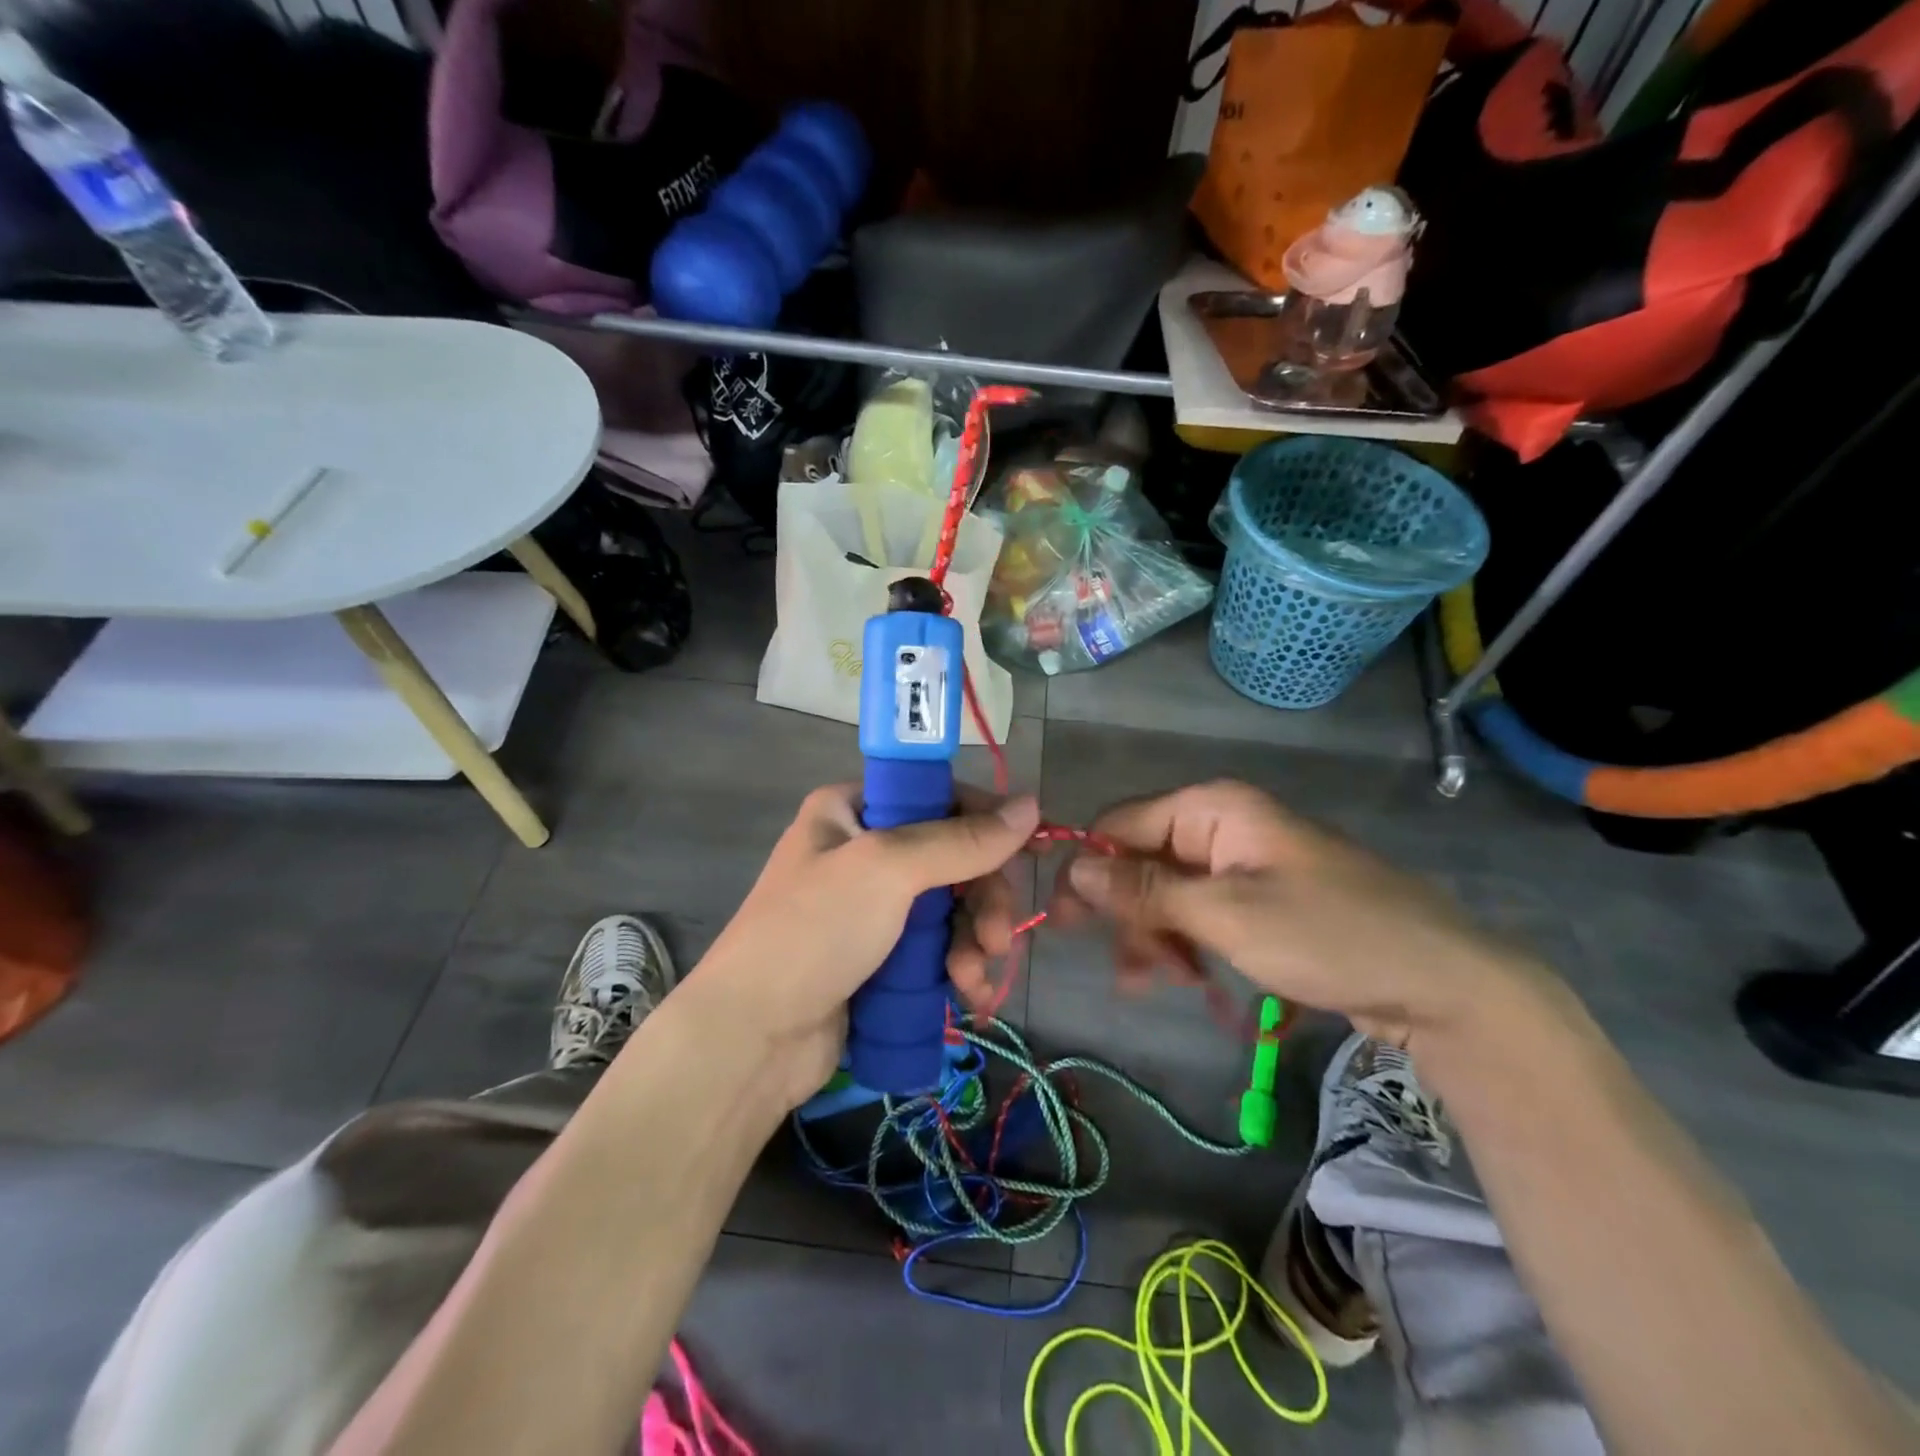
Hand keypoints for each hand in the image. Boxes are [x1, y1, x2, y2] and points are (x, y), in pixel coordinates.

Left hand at [684, 784, 1040, 1106]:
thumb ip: (962, 840)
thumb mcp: (888, 870)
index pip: (939, 796)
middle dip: (983, 901)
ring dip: (975, 942)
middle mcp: (864, 850)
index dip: (986, 821)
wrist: (751, 1039)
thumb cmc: (814, 931)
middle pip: (954, 858)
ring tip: (973, 980)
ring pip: (952, 908)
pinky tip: (969, 997)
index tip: (1030, 850)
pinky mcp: (881, 957)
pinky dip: (959, 968)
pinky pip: (938, 948)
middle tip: (995, 939)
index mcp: (853, 809)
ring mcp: (873, 908)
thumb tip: (1031, 805)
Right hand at [1048, 779, 1546, 1048]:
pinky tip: (1185, 978)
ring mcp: (1241, 863)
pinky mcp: (1258, 899)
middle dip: (1126, 913)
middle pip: (1142, 860)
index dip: (1089, 870)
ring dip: (1153, 935)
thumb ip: (1145, 891)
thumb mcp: (1226, 915)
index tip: (1065, 923)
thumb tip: (1074, 870)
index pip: (1120, 825)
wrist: (1441, 982)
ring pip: (1167, 892)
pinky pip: (1199, 912)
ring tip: (1156, 982)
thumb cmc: (1328, 934)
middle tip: (1123, 971)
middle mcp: (1221, 825)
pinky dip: (1183, 942)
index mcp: (1212, 808)